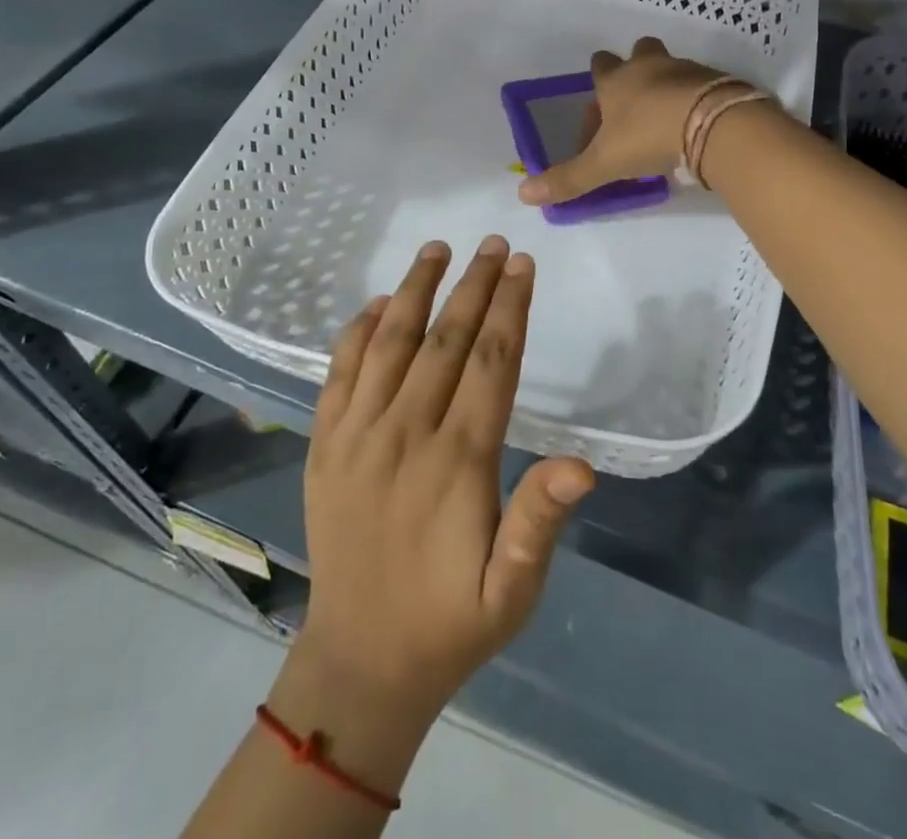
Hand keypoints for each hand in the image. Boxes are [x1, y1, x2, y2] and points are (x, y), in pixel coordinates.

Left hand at [297, 237, 594, 716]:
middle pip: (444, 340)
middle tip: (494, 243)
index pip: (490, 363)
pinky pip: (339, 373)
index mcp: (456, 462)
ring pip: (389, 343)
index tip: (523, 265)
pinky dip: (358, 331)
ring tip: (437, 249)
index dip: (510, 308)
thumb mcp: (512, 590)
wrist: (358, 663)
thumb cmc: (449, 621)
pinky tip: (378, 304)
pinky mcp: (324, 445)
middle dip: (474, 285)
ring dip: (415, 290)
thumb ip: (540, 521)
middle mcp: (404, 434)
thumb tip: (582, 465)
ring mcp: (356, 436)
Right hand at [517, 37, 728, 205]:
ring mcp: (685, 68)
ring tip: (667, 121)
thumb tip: (523, 194)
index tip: (601, 119)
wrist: (713, 125)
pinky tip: (695, 126)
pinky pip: (701, 84)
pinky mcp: (717, 79)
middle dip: (635, 70)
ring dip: (666, 86)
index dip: (597, 87)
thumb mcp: (604, 163)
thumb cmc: (648, 137)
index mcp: (616, 80)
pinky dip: (695, 99)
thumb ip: (567, 179)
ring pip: (671, 67)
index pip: (599, 67)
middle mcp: (649, 66)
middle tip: (636, 104)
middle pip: (639, 52)